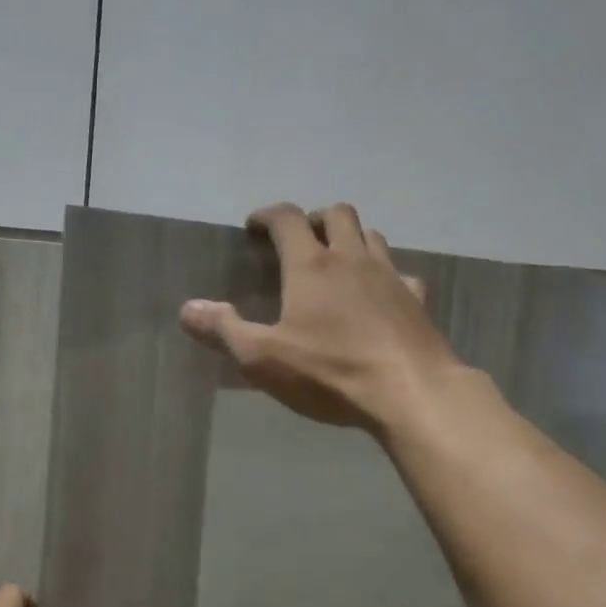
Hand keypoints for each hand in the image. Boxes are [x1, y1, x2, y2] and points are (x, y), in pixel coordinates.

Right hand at [179, 203, 459, 433]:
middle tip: (299, 239)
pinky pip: (401, 273)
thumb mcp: (263, 359)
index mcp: (311, 266)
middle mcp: (353, 259)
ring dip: (351, 238)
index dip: (266, 215)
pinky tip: (381, 295)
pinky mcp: (417, 301)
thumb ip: (224, 330)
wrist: (409, 392)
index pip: (287, 219)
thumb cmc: (330, 373)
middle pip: (337, 214)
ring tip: (337, 260)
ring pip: (371, 236)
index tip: (253, 226)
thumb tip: (188, 308)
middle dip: (314, 218)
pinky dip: (386, 274)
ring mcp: (390, 277)